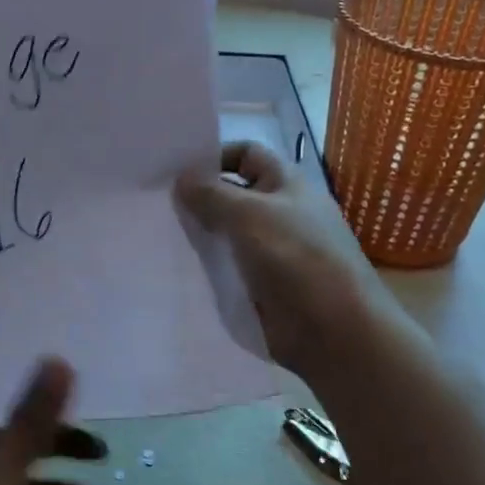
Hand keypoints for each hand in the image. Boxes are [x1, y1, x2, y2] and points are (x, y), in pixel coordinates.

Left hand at [0, 358, 103, 484]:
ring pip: (17, 459)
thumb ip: (31, 420)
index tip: (73, 368)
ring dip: (54, 456)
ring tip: (99, 459)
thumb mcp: (0, 473)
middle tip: (98, 422)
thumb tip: (58, 359)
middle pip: (12, 424)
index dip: (31, 379)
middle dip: (54, 424)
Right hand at [176, 142, 394, 386]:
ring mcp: (268, 251)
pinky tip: (173, 267)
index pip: (246, 154)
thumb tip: (181, 178)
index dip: (214, 156)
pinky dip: (204, 267)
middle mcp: (277, 213)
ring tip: (155, 234)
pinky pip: (225, 268)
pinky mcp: (258, 285)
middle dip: (197, 198)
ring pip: (224, 234)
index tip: (175, 171)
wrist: (332, 330)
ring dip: (197, 235)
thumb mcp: (250, 215)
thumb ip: (211, 194)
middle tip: (152, 203)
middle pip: (230, 195)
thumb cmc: (297, 258)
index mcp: (285, 185)